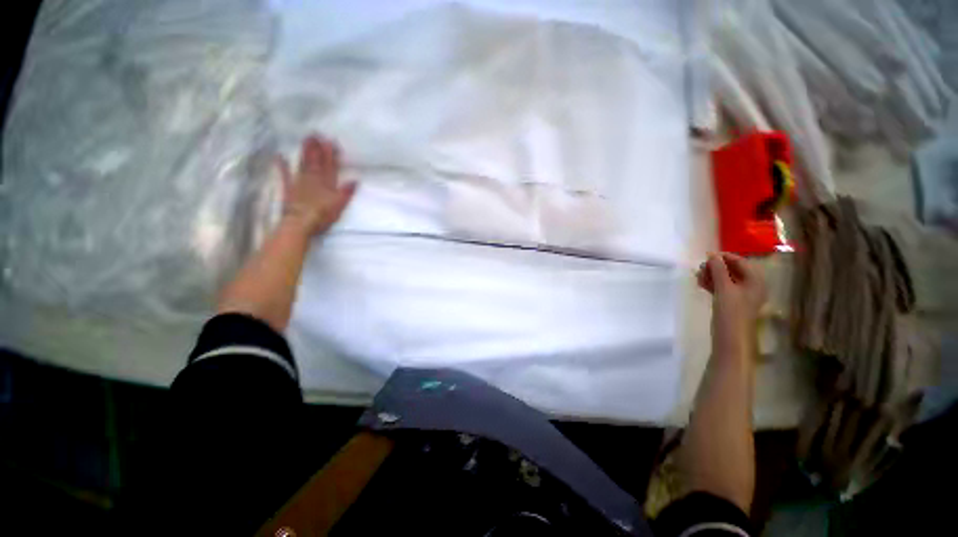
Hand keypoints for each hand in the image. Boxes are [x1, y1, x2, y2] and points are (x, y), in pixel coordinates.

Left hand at [276, 135, 356, 235]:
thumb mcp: (339, 205)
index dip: (331, 154)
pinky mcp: (289, 188)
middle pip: (316, 161)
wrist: (300, 223)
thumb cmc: (322, 215)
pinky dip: (282, 166)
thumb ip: (347, 192)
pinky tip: (279, 157)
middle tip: (316, 133)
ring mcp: (300, 182)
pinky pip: (285, 175)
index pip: (330, 166)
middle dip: (317, 148)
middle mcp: (313, 179)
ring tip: (306, 139)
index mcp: (327, 183)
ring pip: (303, 164)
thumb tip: (355, 180)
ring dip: (305, 152)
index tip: (331, 141)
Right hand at [696, 253, 766, 355]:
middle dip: (716, 267)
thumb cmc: (731, 311)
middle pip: (733, 270)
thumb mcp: (724, 288)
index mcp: (756, 281)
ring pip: (726, 279)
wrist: (730, 337)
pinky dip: (712, 284)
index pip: (741, 262)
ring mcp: (741, 295)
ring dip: (712, 276)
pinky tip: (700, 283)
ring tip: (698, 276)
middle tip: (700, 268)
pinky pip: (722, 288)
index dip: (724, 257)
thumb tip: (712, 255)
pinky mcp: (732, 302)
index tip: (706, 256)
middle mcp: (751, 286)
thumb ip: (719, 270)